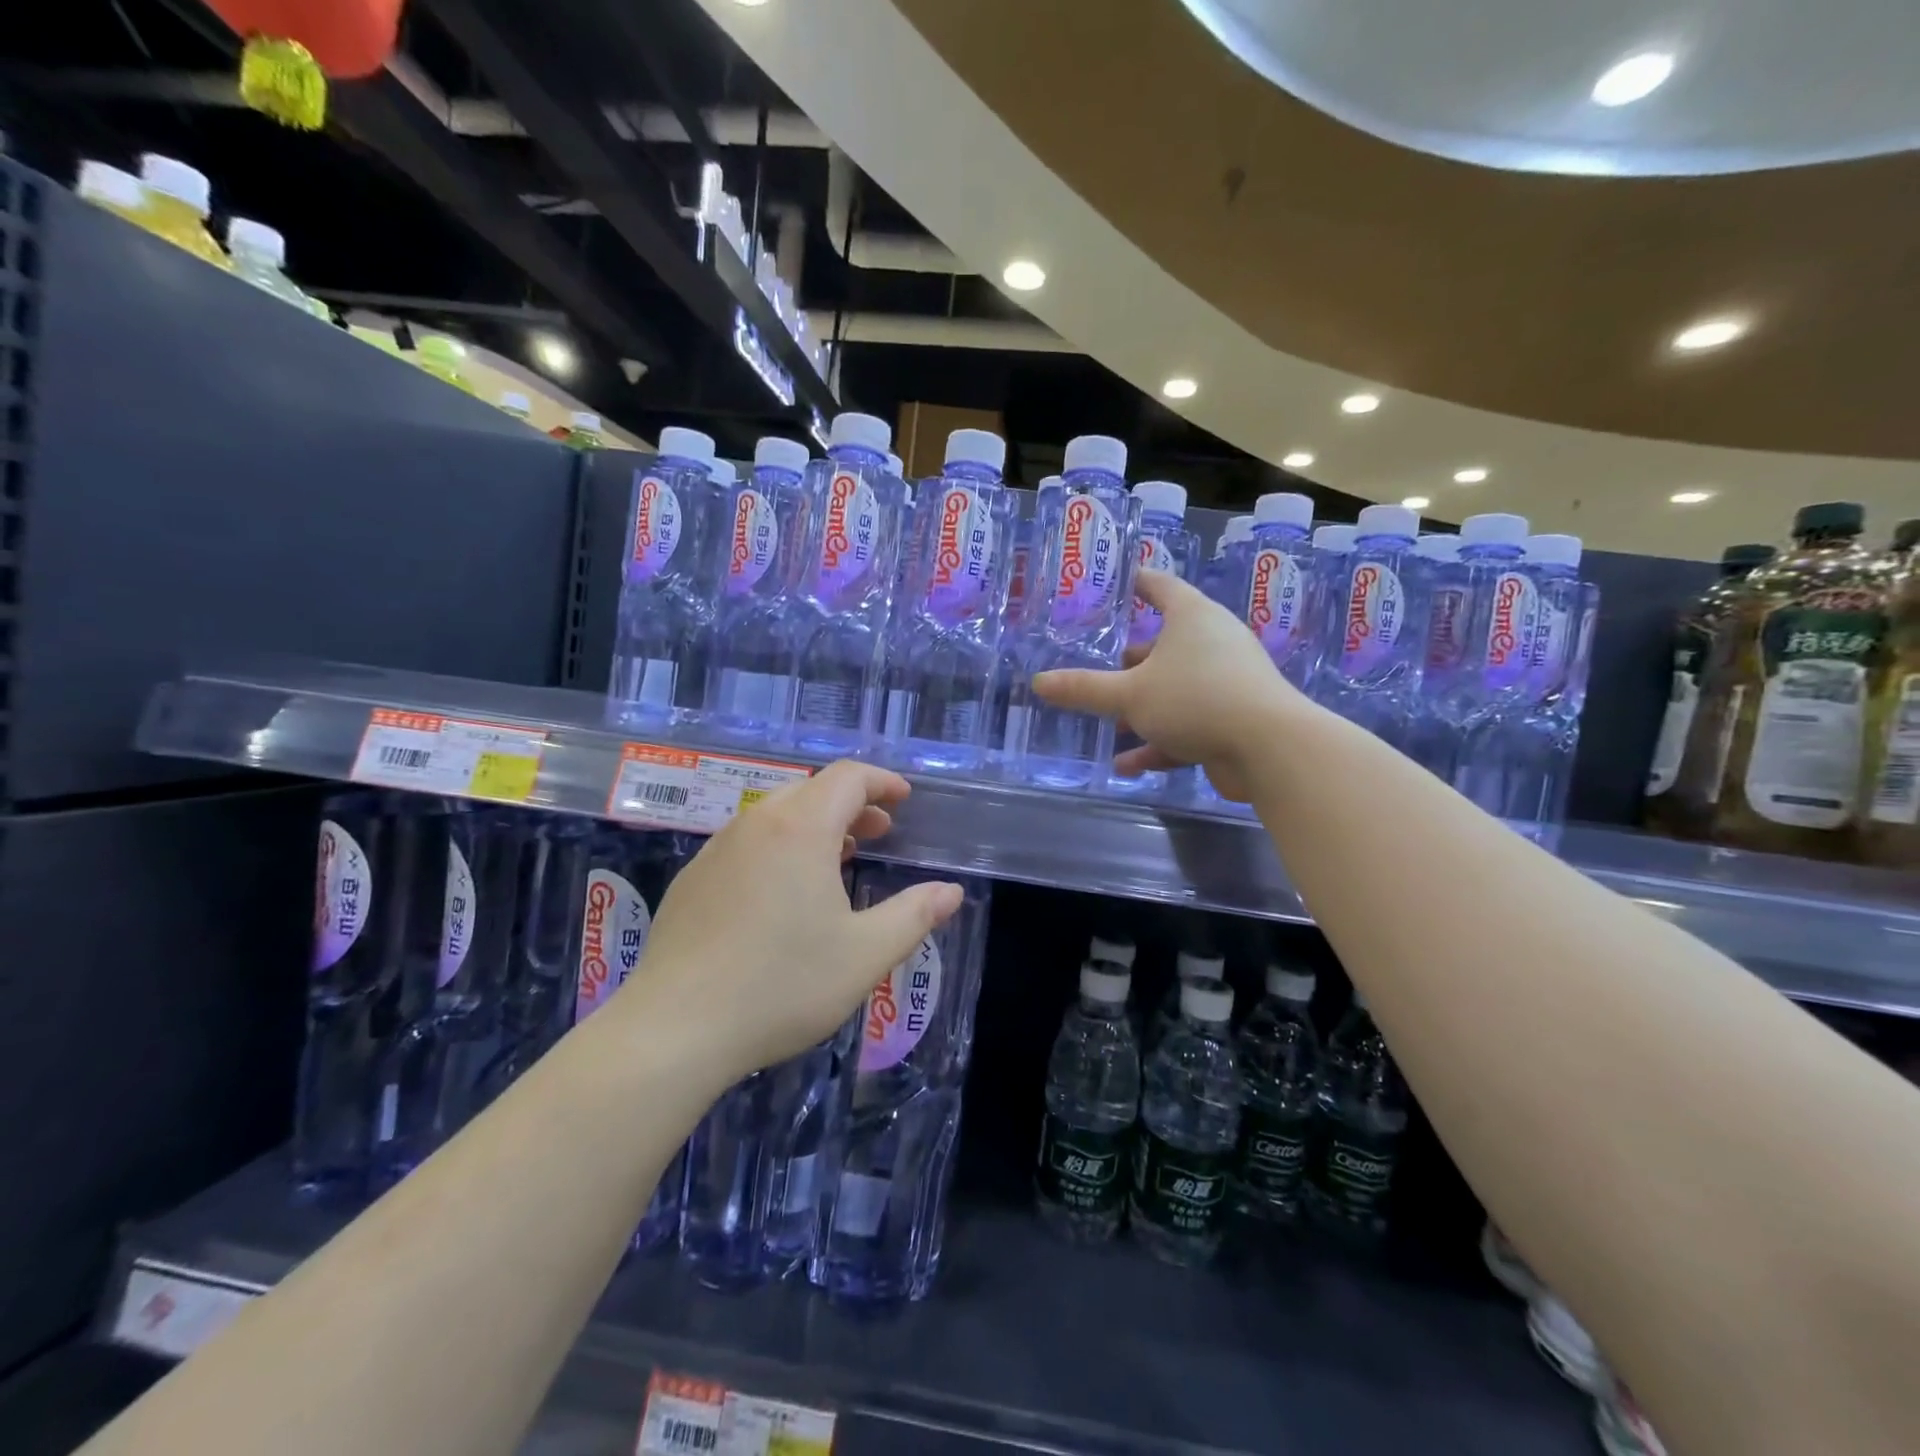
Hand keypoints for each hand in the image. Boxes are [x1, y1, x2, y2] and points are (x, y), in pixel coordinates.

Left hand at [630, 761, 963, 1081]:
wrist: (674, 1029)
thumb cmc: (781, 985)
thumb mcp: (865, 955)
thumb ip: (914, 916)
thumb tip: (950, 892)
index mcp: (800, 829)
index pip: (847, 777)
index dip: (881, 782)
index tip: (903, 800)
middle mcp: (755, 825)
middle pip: (810, 790)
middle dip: (851, 804)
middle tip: (877, 832)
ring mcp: (716, 850)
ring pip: (774, 814)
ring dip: (814, 824)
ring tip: (838, 857)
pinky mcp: (692, 879)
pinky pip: (746, 842)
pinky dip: (778, 845)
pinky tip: (783, 892)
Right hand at [1033, 568, 1297, 800]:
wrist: (1270, 748)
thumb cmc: (1196, 699)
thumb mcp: (1130, 695)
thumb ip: (1084, 689)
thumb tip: (1038, 682)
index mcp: (1192, 618)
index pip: (1159, 586)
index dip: (1134, 582)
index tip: (1112, 584)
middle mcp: (1212, 642)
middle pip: (1162, 644)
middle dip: (1129, 663)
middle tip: (1096, 670)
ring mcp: (1226, 682)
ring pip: (1173, 689)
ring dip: (1140, 709)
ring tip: (1107, 724)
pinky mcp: (1232, 720)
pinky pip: (1186, 725)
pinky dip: (1159, 742)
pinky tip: (1126, 765)